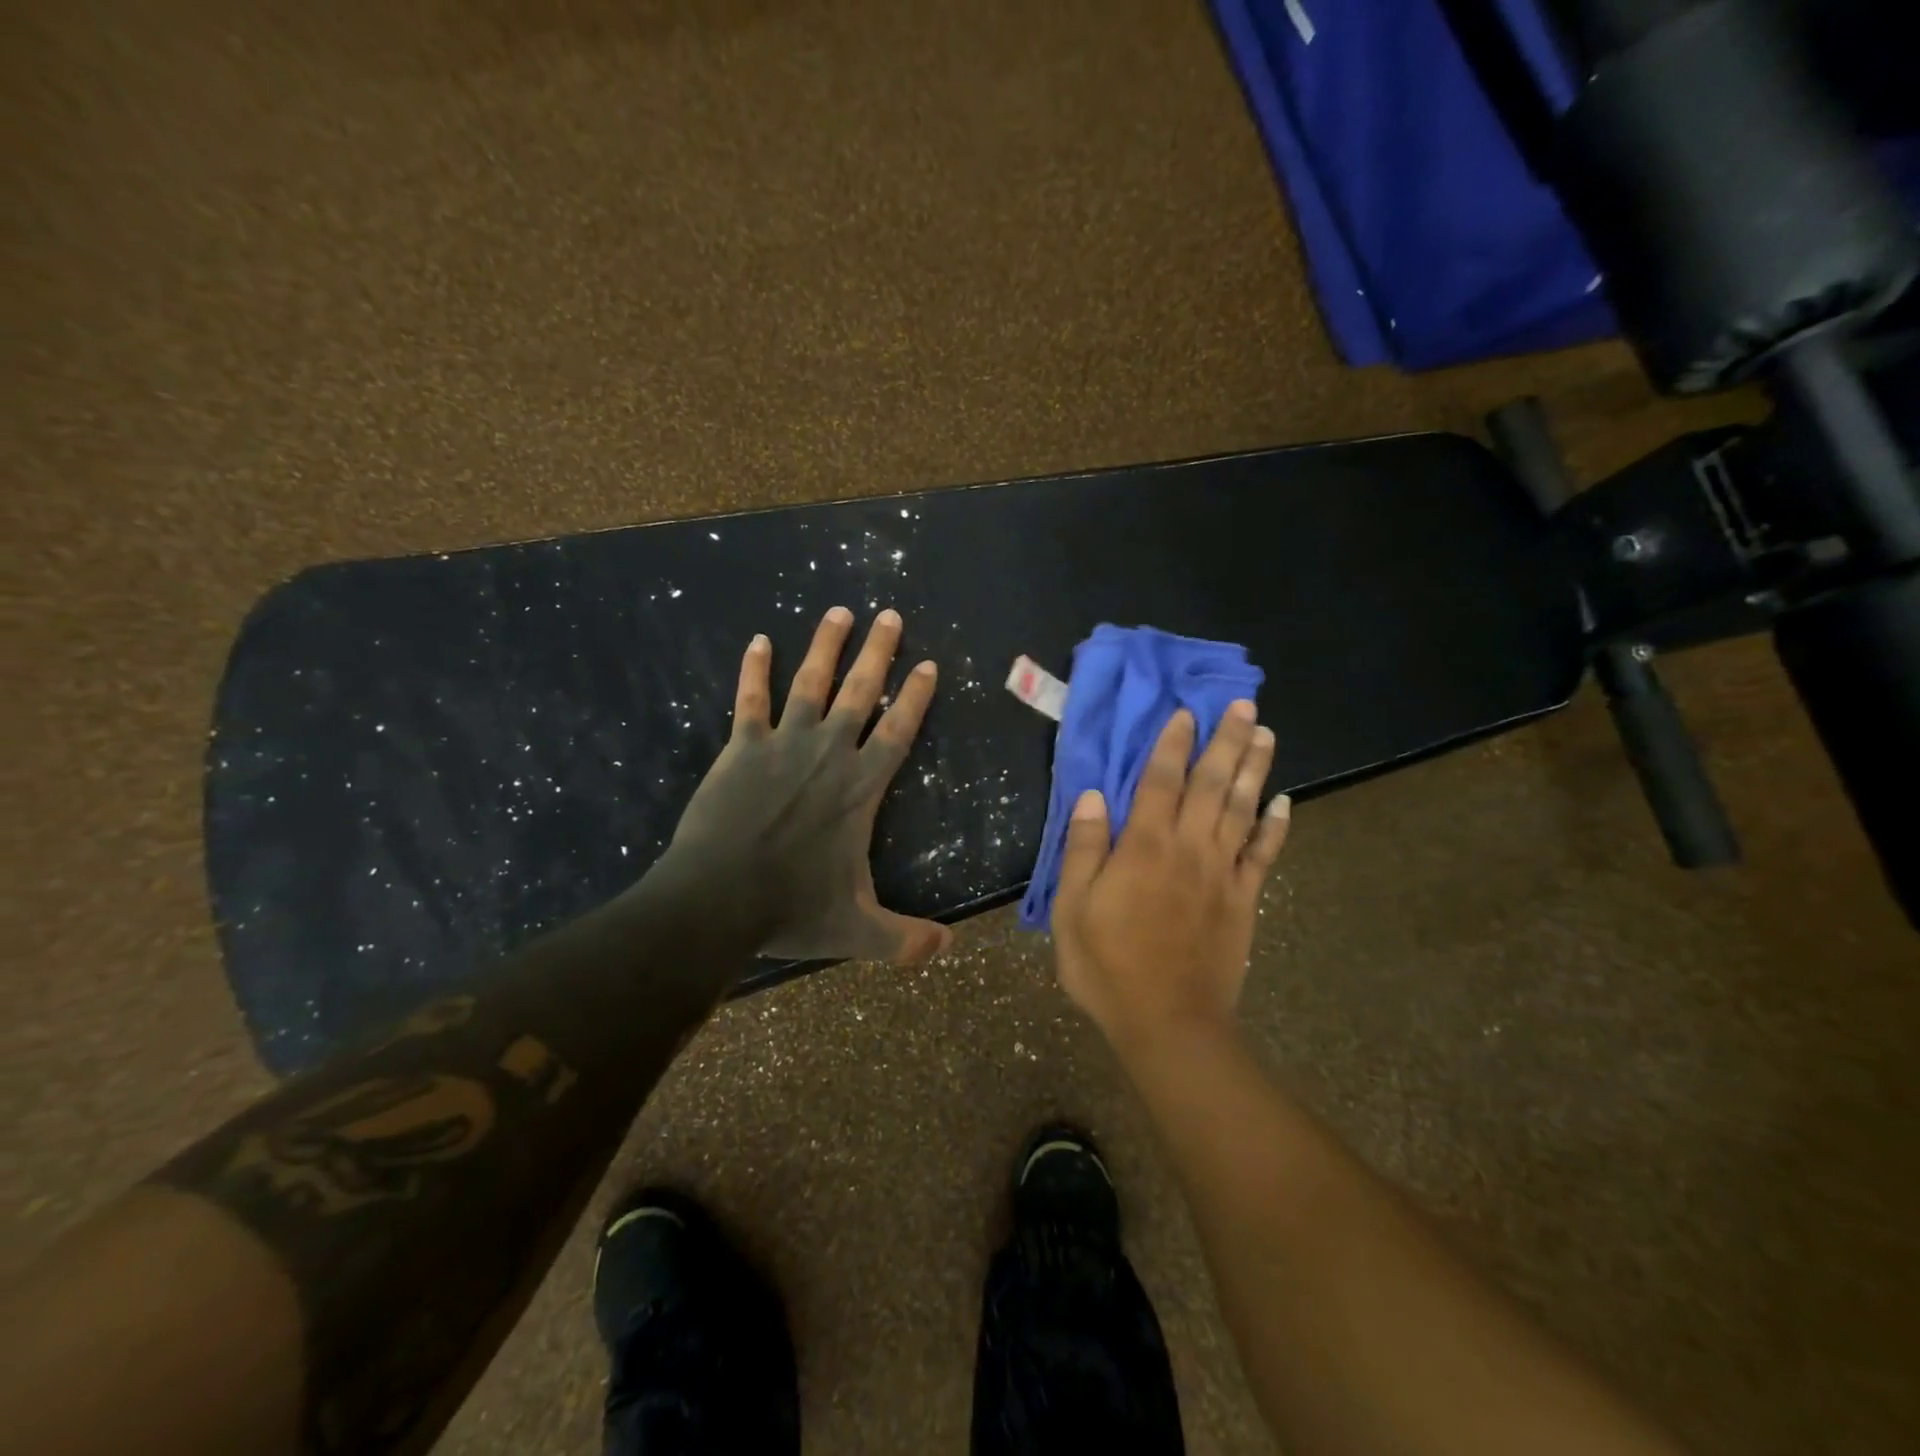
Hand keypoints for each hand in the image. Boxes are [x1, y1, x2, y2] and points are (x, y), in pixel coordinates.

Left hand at [657, 606, 952, 963]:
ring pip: (810, 683)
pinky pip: (750, 701)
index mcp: (860, 789)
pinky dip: (754, 670)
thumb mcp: (858, 931)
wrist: (715, 901)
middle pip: (860, 692)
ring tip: (838, 611)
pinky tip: (758, 641)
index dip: (916, 697)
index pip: (898, 732)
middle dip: (878, 652)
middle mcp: (828, 755)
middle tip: (890, 615)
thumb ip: (905, 940)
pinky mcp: (741, 749)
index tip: (929, 664)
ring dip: (826, 646)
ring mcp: (782, 746)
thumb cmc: (790, 910)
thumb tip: (948, 950)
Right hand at [1051, 703, 1290, 1055]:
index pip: (1160, 782)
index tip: (1185, 712)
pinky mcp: (1244, 900)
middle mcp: (1188, 848)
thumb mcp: (1073, 910)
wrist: (1168, 1023)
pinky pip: (1264, 855)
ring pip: (1242, 809)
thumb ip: (1083, 850)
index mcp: (1144, 847)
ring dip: (1255, 769)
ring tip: (1266, 734)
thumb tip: (1093, 796)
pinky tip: (1285, 801)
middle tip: (1243, 704)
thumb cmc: (1108, 966)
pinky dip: (1276, 826)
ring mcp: (1222, 874)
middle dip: (1226, 741)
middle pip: (1211, 784)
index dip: (1172, 744)